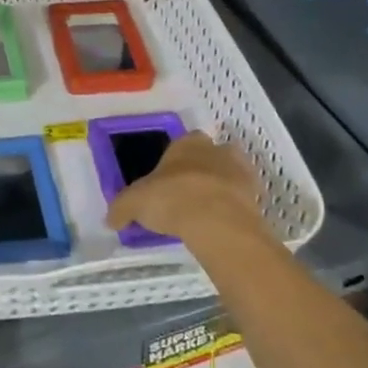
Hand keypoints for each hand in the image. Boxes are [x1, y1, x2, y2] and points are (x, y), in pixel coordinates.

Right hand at [105, 132, 263, 244]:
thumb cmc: (172, 199)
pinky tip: (219, 224)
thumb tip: (110, 220)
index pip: (180, 143)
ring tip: (204, 211)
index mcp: (186, 143)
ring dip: (219, 187)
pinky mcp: (257, 196)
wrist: (218, 222)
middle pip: (208, 155)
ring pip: (229, 174)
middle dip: (200, 170)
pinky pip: (242, 199)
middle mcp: (215, 150)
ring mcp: (240, 171)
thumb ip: (121, 209)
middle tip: (185, 195)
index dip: (173, 161)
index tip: (165, 180)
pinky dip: (233, 208)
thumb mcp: (134, 203)